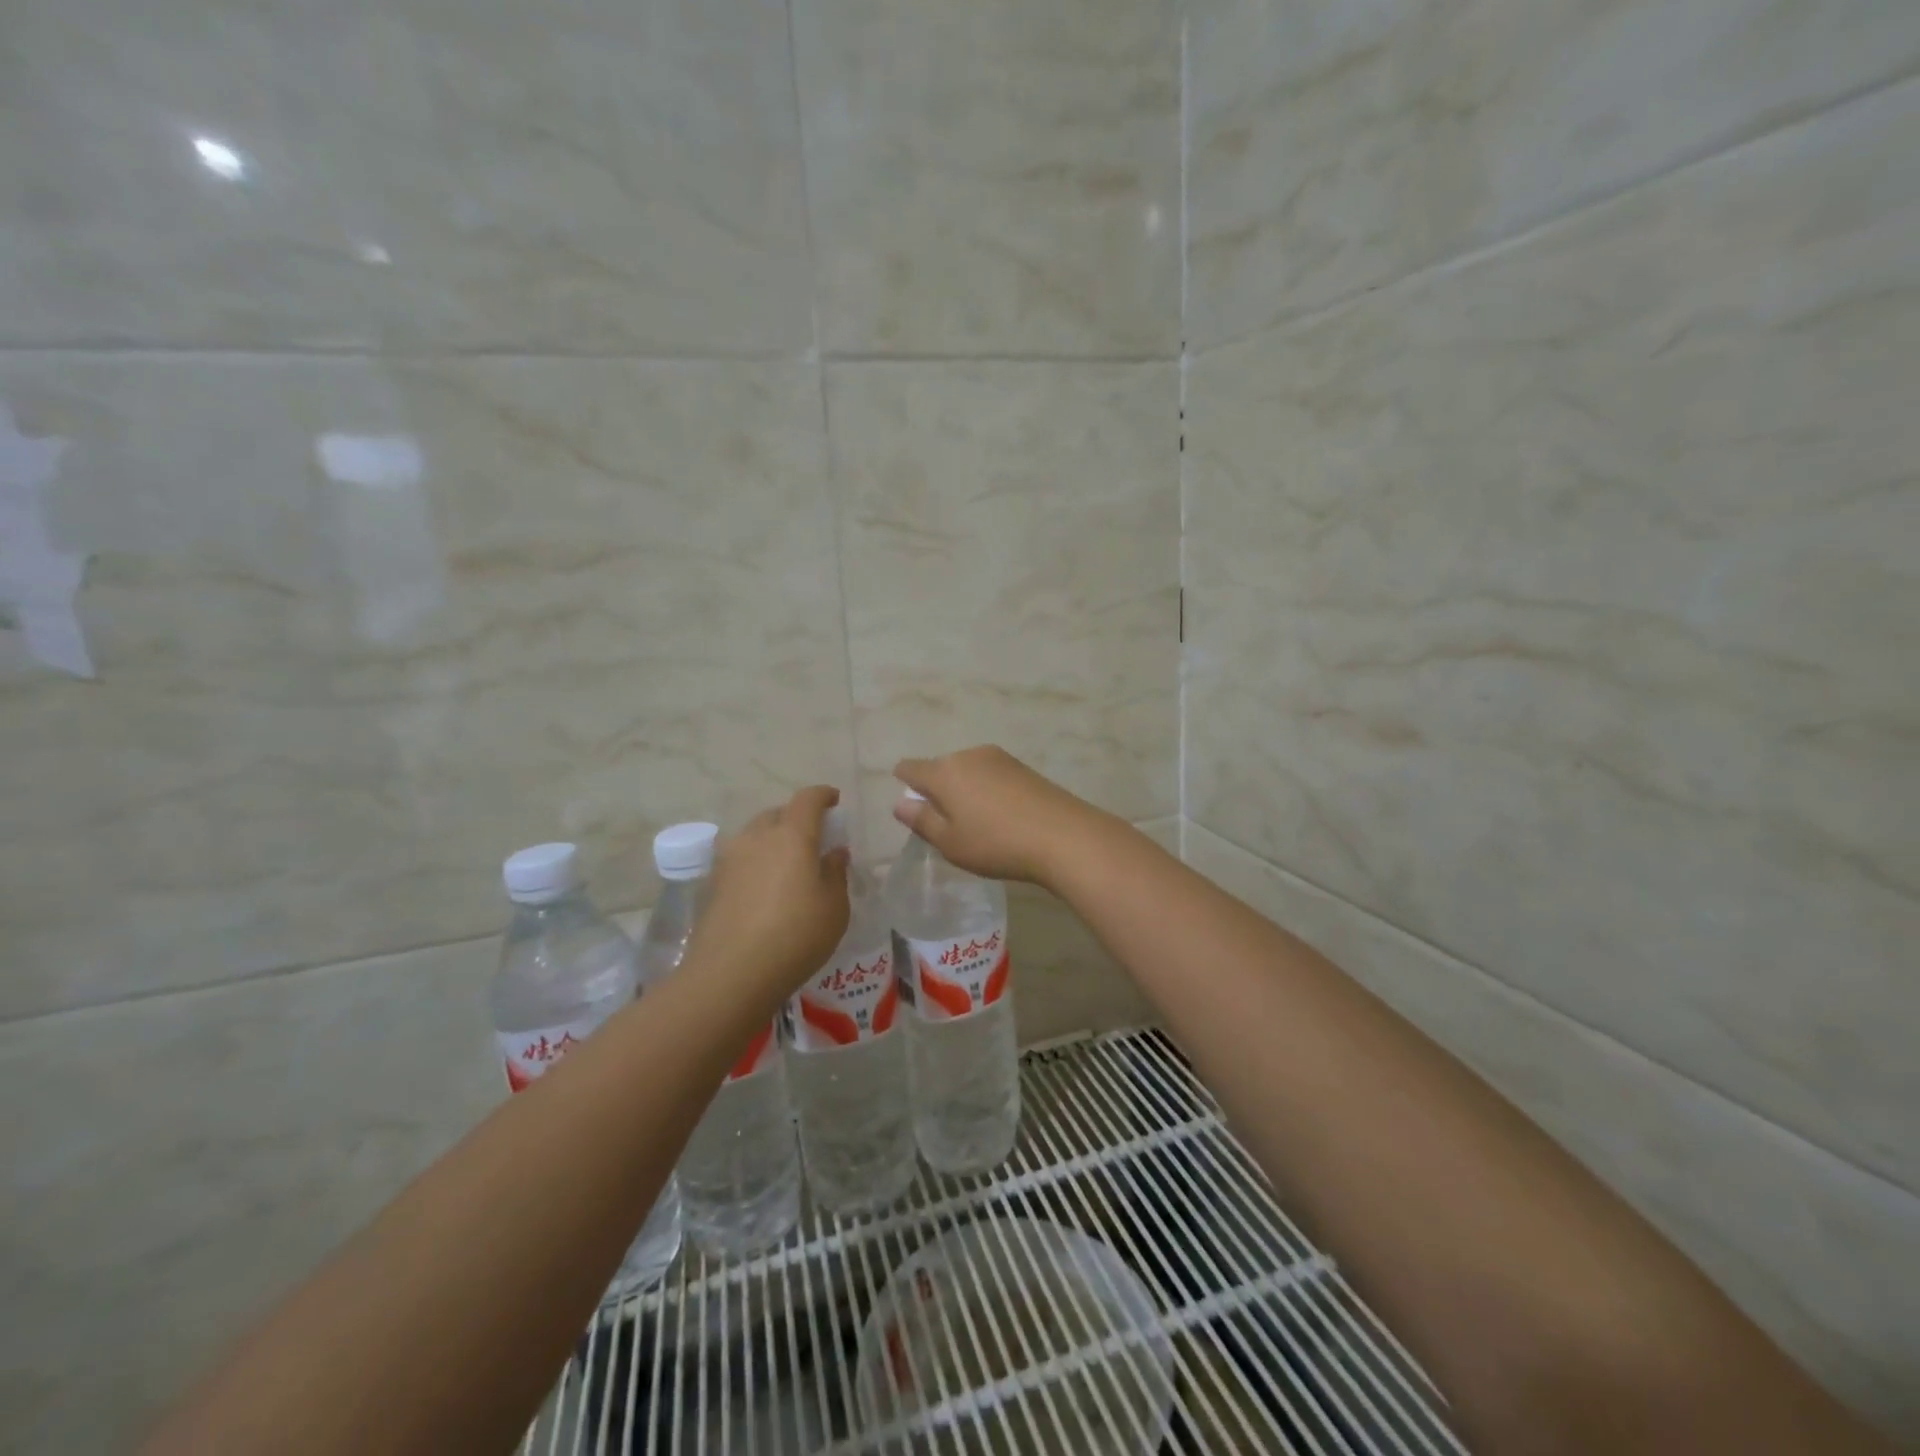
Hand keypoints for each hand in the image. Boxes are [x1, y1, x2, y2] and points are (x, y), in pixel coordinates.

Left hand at [687, 786, 850, 1001]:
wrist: (730, 974)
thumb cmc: (795, 936)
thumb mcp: (834, 907)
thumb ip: (836, 873)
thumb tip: (834, 852)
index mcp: (792, 835)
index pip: (808, 799)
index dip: (823, 795)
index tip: (834, 800)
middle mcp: (757, 837)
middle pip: (778, 814)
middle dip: (796, 818)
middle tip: (813, 838)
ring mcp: (729, 860)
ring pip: (754, 835)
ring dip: (772, 840)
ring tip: (786, 864)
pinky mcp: (712, 884)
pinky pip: (739, 860)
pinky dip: (755, 863)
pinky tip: (763, 890)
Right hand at [892, 746, 1115, 887]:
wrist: (1063, 836)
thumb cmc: (997, 843)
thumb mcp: (951, 842)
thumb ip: (922, 820)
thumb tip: (900, 802)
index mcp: (944, 772)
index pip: (910, 768)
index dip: (905, 783)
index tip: (914, 807)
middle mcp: (968, 755)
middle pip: (941, 768)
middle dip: (938, 791)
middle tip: (949, 826)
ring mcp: (998, 758)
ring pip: (967, 771)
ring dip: (964, 790)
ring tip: (979, 824)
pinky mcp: (1022, 766)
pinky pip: (991, 775)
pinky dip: (987, 791)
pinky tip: (1002, 816)